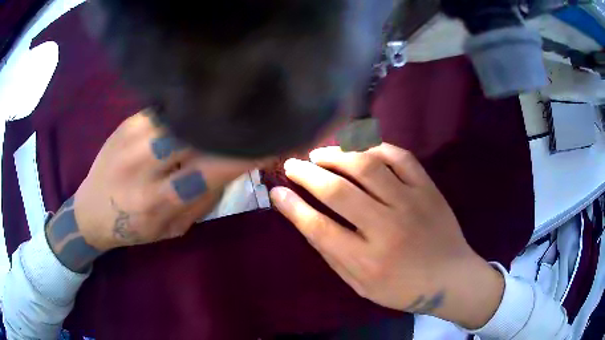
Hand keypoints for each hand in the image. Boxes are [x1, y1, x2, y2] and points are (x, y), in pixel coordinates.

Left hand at [45, 111, 257, 272]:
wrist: (91, 212)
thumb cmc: (134, 228)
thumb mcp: (174, 228)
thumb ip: (203, 199)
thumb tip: (232, 166)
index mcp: (159, 201)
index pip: (213, 169)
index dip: (246, 152)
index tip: (273, 139)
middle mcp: (145, 165)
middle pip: (198, 131)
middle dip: (231, 123)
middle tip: (256, 115)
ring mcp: (133, 136)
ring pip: (183, 113)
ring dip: (211, 111)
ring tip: (231, 107)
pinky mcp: (127, 121)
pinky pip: (167, 107)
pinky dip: (189, 106)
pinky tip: (199, 105)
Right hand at [269, 144, 504, 328]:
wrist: (451, 278)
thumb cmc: (403, 289)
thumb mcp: (361, 285)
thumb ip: (333, 254)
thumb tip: (305, 220)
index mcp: (367, 260)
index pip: (319, 227)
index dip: (293, 207)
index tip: (276, 191)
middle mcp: (387, 228)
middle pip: (338, 191)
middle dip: (307, 173)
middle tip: (292, 163)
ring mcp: (411, 203)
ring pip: (367, 166)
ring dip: (336, 155)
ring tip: (320, 153)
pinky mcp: (428, 189)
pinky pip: (400, 157)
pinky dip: (375, 147)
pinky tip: (360, 149)